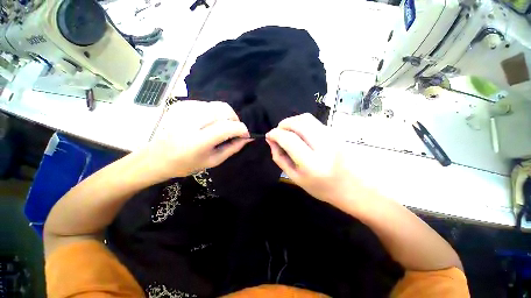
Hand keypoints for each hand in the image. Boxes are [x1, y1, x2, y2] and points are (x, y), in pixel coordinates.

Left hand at [149, 100, 250, 179]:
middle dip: (235, 119)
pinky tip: (210, 123)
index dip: (242, 129)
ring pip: (218, 105)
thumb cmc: (186, 164)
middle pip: (225, 110)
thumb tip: (247, 138)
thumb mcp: (213, 161)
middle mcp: (192, 121)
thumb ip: (232, 148)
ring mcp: (185, 110)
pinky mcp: (182, 105)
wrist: (156, 157)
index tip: (245, 135)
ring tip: (222, 127)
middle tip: (234, 131)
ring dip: (226, 116)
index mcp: (198, 140)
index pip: (228, 127)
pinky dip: (215, 113)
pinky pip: (208, 104)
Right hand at [266, 113, 364, 207]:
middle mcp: (324, 146)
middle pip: (299, 122)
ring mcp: (333, 137)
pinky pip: (314, 122)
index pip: (289, 139)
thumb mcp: (295, 177)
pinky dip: (302, 124)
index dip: (275, 133)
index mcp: (312, 163)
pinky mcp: (336, 133)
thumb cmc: (321, 187)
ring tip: (288, 132)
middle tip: (278, 132)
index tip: (269, 135)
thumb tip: (271, 140)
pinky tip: (301, 134)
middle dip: (283, 124)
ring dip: (292, 122)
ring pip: (307, 118)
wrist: (354, 188)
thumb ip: (279, 157)